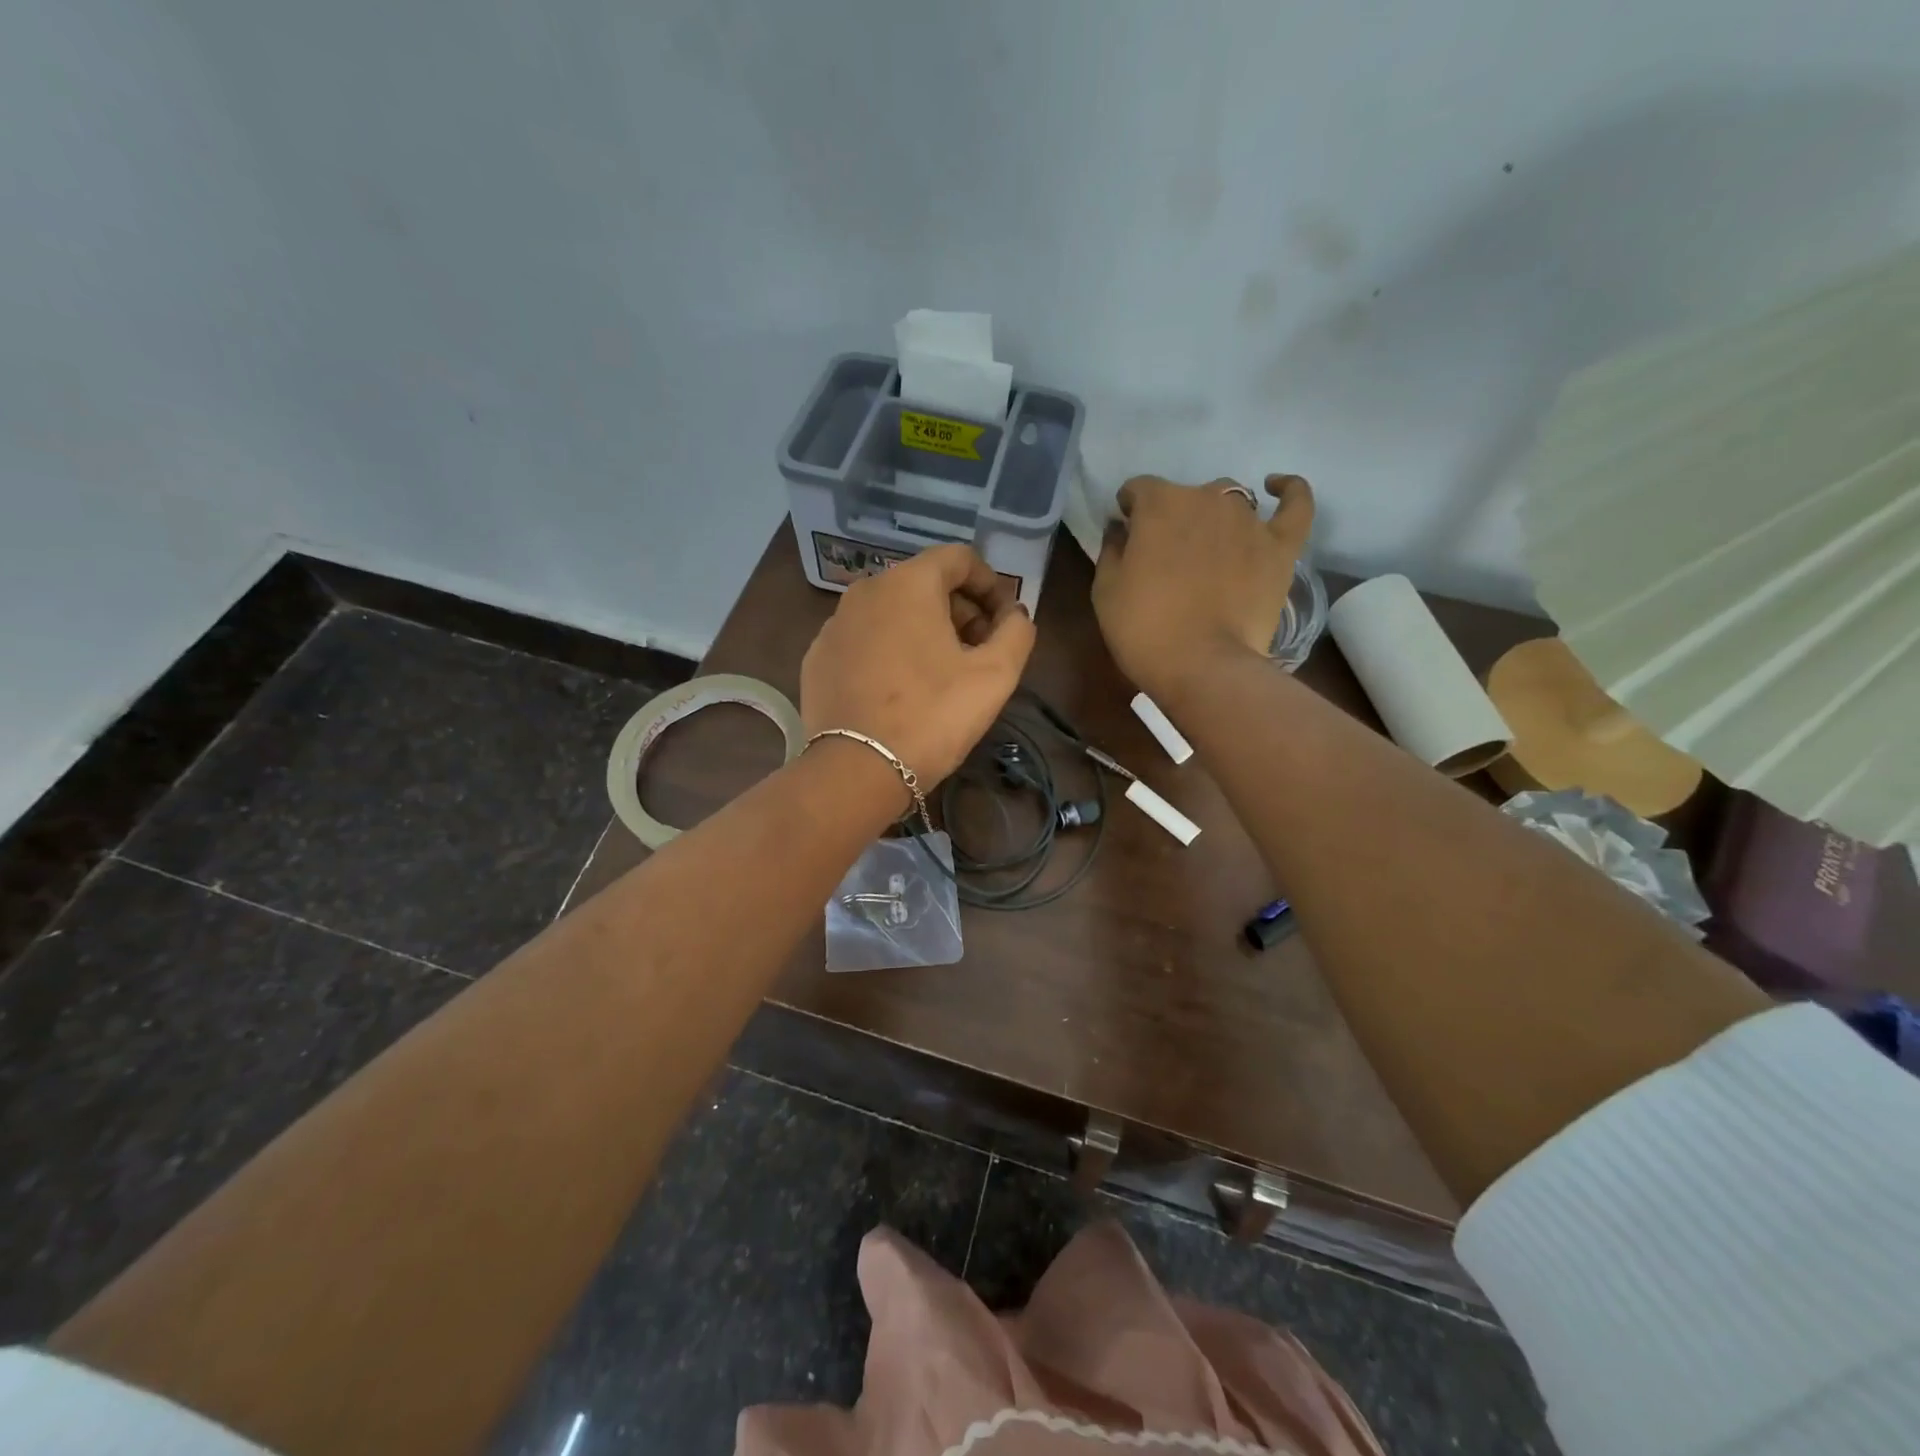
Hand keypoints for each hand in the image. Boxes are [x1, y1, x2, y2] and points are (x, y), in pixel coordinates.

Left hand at [801, 545, 1035, 793]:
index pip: (960, 558)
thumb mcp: (995, 675)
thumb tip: (1014, 614)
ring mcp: (834, 624)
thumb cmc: (932, 716)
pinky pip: (864, 640)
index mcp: (909, 582)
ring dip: (924, 630)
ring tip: (941, 674)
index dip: (991, 585)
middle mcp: (865, 590)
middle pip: (925, 583)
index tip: (1004, 623)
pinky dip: (888, 651)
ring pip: (892, 612)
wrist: (856, 770)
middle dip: (960, 610)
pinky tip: (899, 690)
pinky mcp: (817, 657)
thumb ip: (1017, 631)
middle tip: (979, 652)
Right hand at [1092, 474, 1314, 698]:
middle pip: (1185, 495)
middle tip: (1166, 555)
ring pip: (1231, 500)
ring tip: (1209, 546)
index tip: (1128, 534)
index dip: (1130, 510)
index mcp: (1159, 505)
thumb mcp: (1105, 591)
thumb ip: (1111, 550)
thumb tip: (1121, 529)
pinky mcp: (1281, 546)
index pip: (1139, 490)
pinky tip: (1278, 487)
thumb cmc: (1143, 629)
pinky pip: (1295, 505)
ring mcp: (1248, 520)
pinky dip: (1289, 491)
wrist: (1202, 665)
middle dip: (1172, 517)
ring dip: (1215, 515)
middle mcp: (1206, 499)